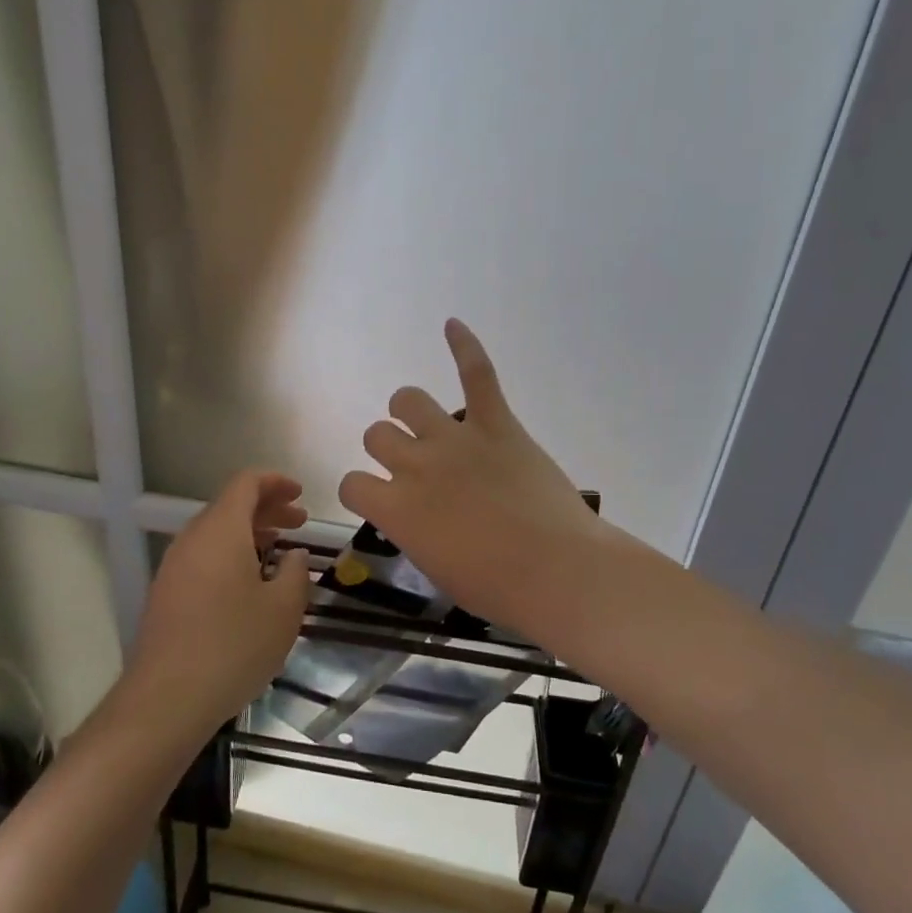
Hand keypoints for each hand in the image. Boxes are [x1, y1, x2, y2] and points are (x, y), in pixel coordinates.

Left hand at [129, 469, 310, 735]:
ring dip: (250, 534)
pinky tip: (250, 585)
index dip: (276, 482)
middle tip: (299, 524)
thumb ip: (296, 573)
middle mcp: (192, 539)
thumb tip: (294, 556)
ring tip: (279, 553)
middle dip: (268, 509)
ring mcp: (174, 567)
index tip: (301, 495)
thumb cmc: (233, 645)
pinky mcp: (166, 594)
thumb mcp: (283, 609)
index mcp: (221, 530)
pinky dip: (231, 556)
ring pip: (216, 533)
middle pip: (230, 506)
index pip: (246, 483)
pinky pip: (203, 557)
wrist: (167, 698)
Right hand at [339, 320, 607, 645]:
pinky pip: (477, 374)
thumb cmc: (498, 588)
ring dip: (408, 410)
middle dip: (387, 448)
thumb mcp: (437, 568)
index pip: (352, 483)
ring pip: (409, 401)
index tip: (380, 499)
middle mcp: (415, 465)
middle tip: (411, 466)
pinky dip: (465, 346)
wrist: (559, 572)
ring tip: (421, 420)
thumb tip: (415, 515)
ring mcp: (456, 438)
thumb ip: (414, 531)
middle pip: (377, 434)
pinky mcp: (498, 423)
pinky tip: (452, 324)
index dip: (362, 490)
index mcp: (396, 508)